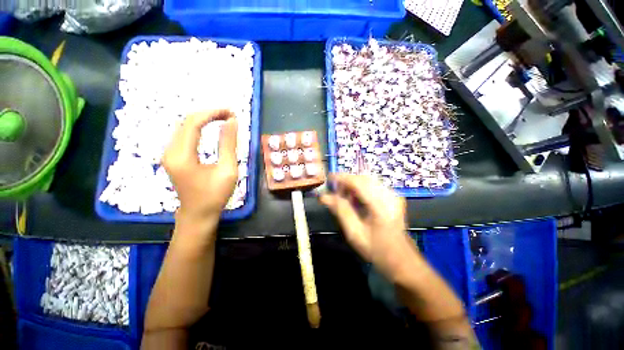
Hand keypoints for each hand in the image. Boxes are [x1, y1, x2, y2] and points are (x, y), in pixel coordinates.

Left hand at [162, 110, 237, 230]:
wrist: (198, 214)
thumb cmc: (215, 195)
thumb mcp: (227, 170)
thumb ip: (229, 144)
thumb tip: (232, 122)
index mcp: (181, 155)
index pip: (193, 123)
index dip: (212, 113)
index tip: (231, 112)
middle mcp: (169, 151)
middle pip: (186, 122)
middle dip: (209, 114)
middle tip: (229, 115)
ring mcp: (169, 154)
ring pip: (184, 127)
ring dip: (204, 120)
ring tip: (223, 119)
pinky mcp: (173, 157)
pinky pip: (184, 135)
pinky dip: (198, 128)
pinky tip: (211, 128)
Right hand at [319, 174, 419, 279]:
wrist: (402, 261)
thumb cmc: (377, 250)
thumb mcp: (355, 233)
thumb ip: (340, 211)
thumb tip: (324, 197)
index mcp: (381, 205)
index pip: (358, 182)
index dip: (342, 178)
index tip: (328, 179)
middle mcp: (389, 195)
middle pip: (364, 178)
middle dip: (347, 182)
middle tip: (335, 192)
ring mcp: (393, 195)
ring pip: (368, 181)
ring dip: (354, 185)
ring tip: (344, 197)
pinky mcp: (393, 197)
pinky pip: (373, 186)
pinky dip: (361, 189)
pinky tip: (356, 200)